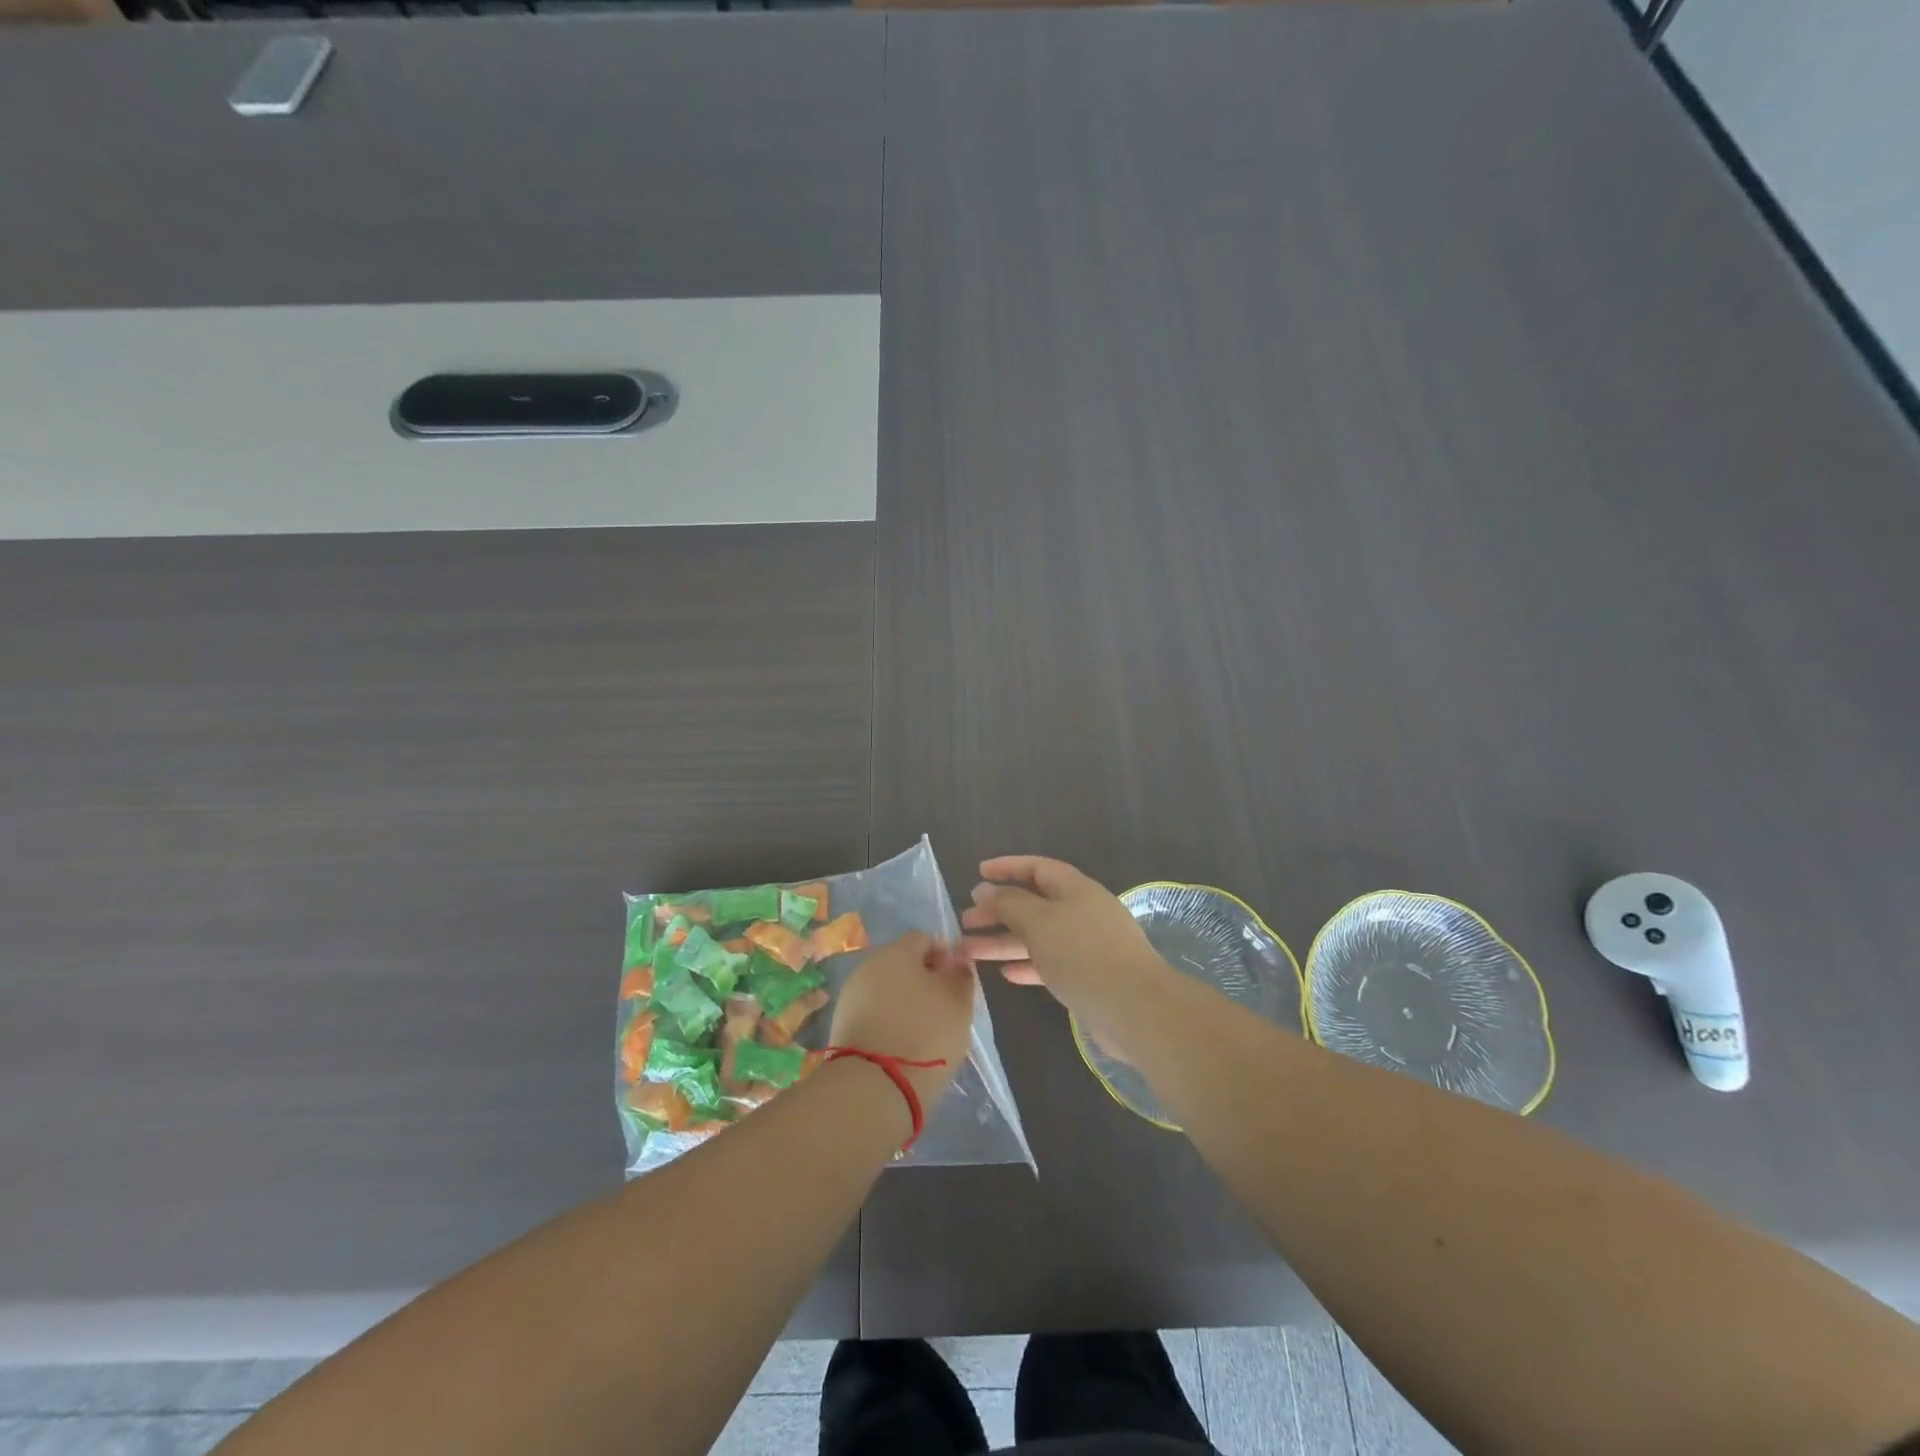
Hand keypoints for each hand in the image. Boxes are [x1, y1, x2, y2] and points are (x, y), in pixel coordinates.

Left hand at [826, 933, 975, 1128]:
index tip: (956, 983)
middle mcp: (868, 966)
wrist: (873, 1088)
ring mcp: (850, 996)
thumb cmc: (925, 1034)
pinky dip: (888, 1022)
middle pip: (902, 963)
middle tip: (944, 1009)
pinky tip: (902, 1045)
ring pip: (886, 989)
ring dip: (905, 1002)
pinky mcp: (841, 1025)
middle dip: (924, 980)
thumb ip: (961, 976)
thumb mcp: (959, 1004)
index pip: (924, 939)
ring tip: (924, 1031)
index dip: (945, 956)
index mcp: (896, 952)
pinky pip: (873, 1013)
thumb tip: (957, 961)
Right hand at [961, 856, 1177, 1053]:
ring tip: (969, 951)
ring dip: (1004, 941)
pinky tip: (1005, 974)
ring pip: (1037, 936)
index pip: (1037, 868)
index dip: (1007, 868)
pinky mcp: (1089, 977)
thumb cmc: (1083, 954)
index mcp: (1076, 889)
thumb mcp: (1039, 922)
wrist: (1136, 1009)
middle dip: (998, 910)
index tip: (978, 873)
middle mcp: (1082, 912)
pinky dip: (1027, 965)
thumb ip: (1009, 903)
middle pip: (1033, 904)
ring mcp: (1087, 946)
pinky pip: (1050, 964)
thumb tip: (985, 889)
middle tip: (965, 920)